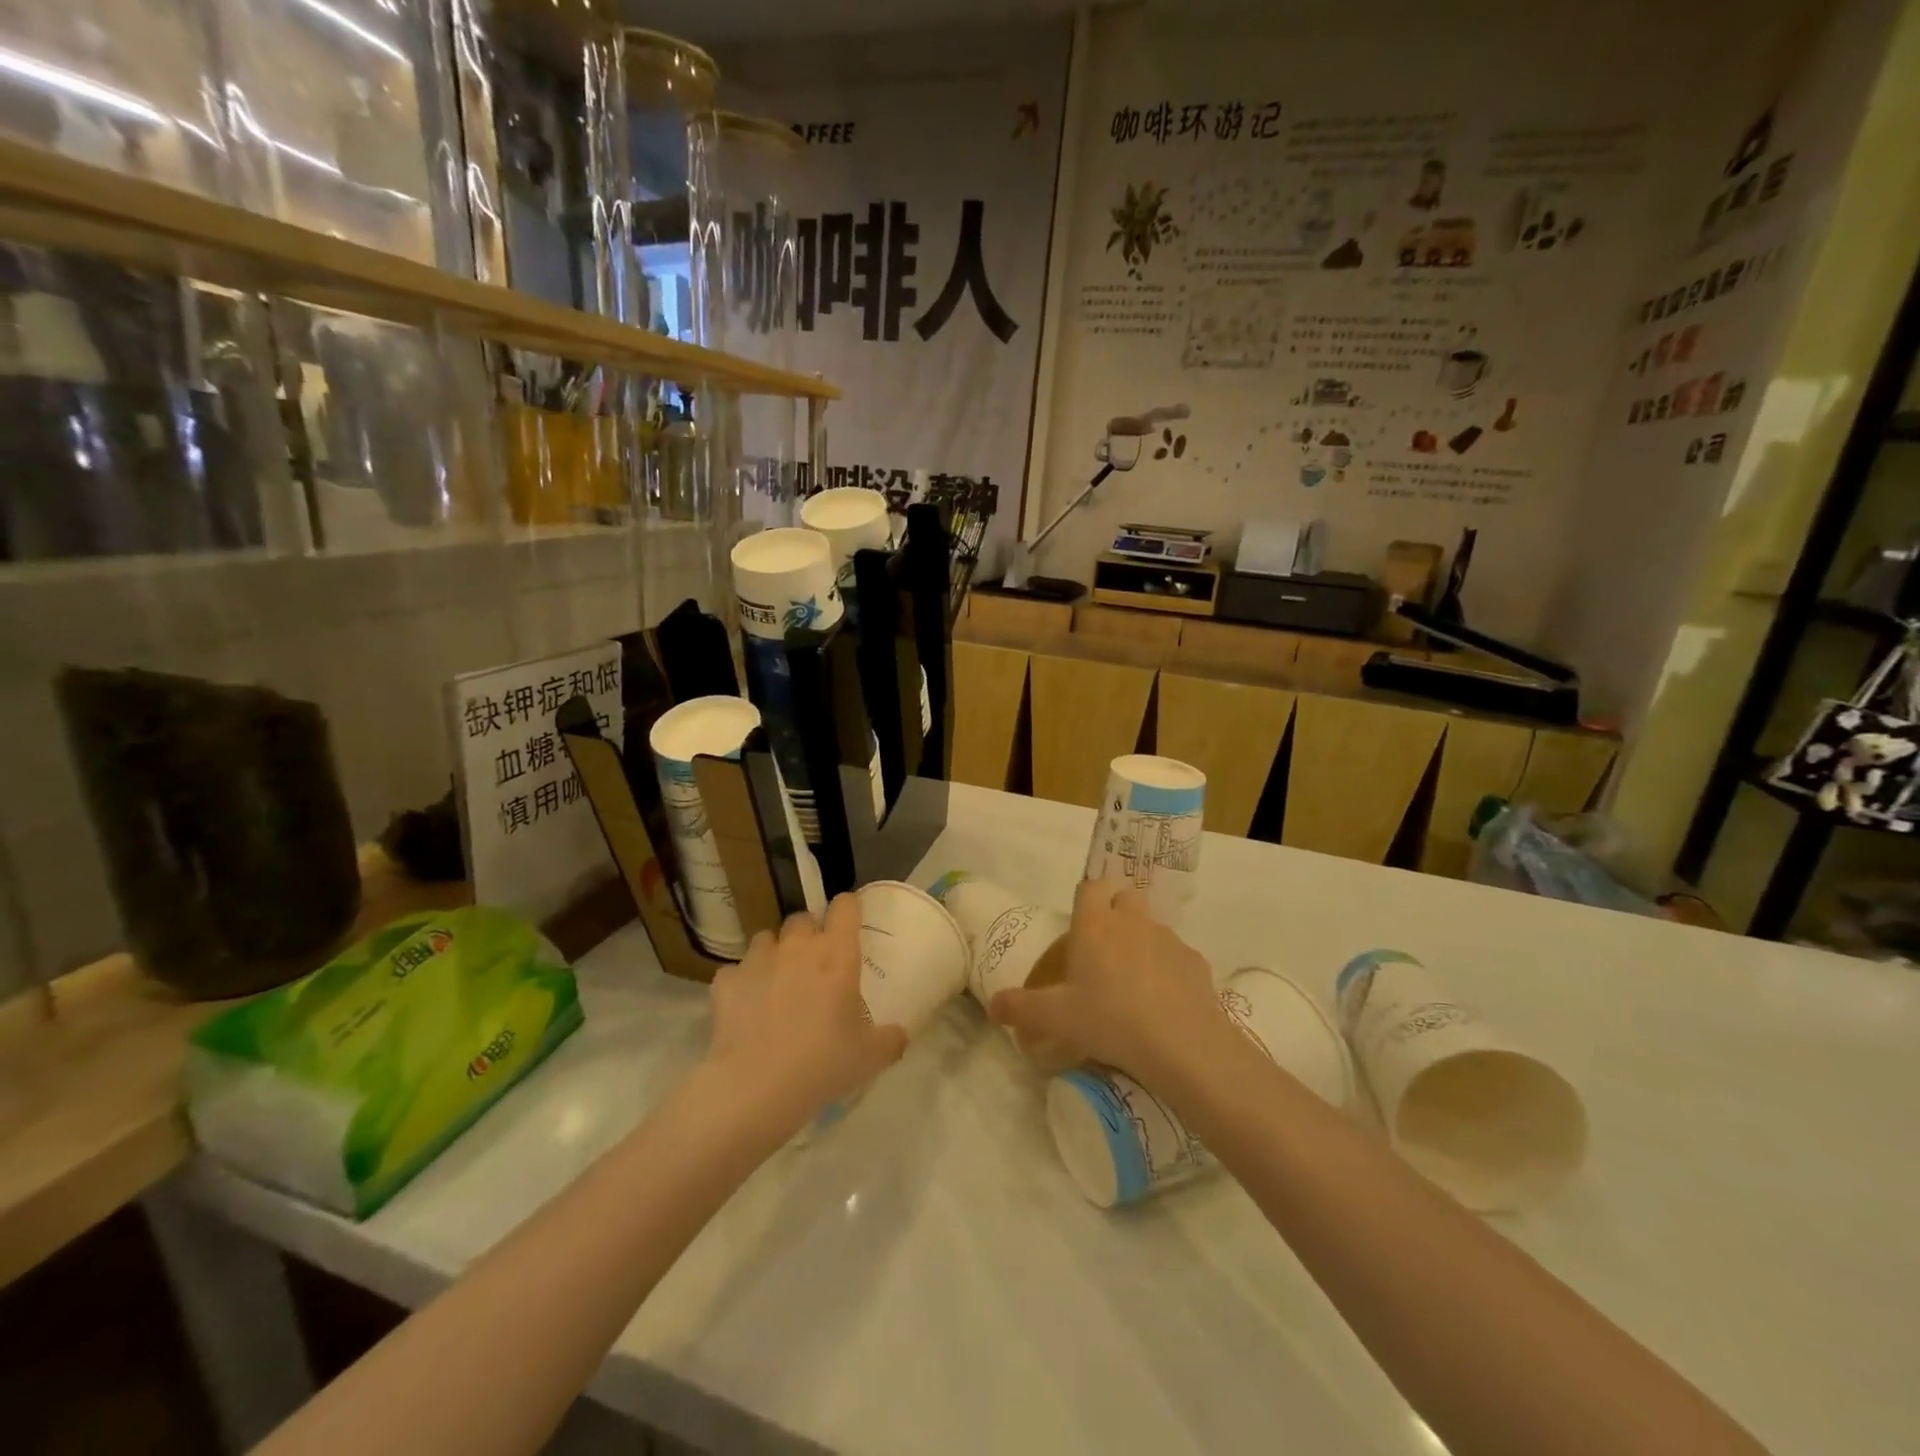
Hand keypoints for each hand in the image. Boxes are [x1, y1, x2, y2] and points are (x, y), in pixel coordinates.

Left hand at [703, 893, 907, 1135]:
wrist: (755, 1087)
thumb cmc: (822, 1063)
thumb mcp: (869, 1058)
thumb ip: (890, 1040)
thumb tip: (900, 1035)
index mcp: (837, 954)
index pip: (845, 906)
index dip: (848, 909)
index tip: (851, 924)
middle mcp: (797, 946)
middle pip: (803, 918)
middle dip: (809, 934)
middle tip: (814, 964)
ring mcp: (758, 960)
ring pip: (767, 938)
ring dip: (774, 953)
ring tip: (777, 982)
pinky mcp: (726, 982)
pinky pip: (735, 972)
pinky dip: (741, 983)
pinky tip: (745, 1007)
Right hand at [989, 879, 1228, 1083]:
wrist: (1180, 1043)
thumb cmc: (1109, 1018)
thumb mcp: (1056, 1018)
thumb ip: (1021, 1008)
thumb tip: (993, 1006)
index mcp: (1096, 924)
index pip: (1091, 887)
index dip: (1086, 900)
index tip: (1080, 926)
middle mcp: (1133, 921)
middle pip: (1126, 897)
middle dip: (1116, 913)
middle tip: (1105, 951)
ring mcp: (1169, 939)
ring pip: (1153, 926)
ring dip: (1142, 942)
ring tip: (1134, 983)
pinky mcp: (1196, 962)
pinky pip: (1177, 956)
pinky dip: (1169, 970)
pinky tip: (1164, 1002)